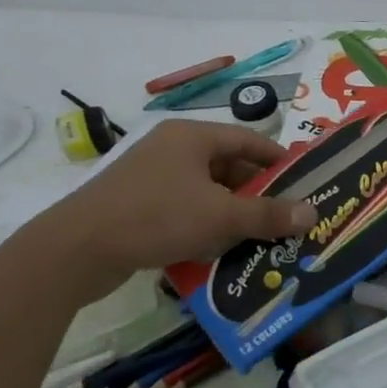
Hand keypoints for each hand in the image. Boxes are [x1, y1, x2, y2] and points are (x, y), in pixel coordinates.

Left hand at [27, 122, 317, 301]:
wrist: (75, 250)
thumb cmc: (156, 217)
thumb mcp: (220, 216)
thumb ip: (267, 215)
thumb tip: (311, 214)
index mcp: (192, 137)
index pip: (248, 139)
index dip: (277, 159)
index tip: (303, 180)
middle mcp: (172, 149)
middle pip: (228, 166)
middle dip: (257, 192)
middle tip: (285, 215)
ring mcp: (151, 177)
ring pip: (206, 191)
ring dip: (232, 213)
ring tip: (261, 236)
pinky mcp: (136, 205)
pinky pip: (184, 209)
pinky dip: (205, 225)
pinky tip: (220, 250)